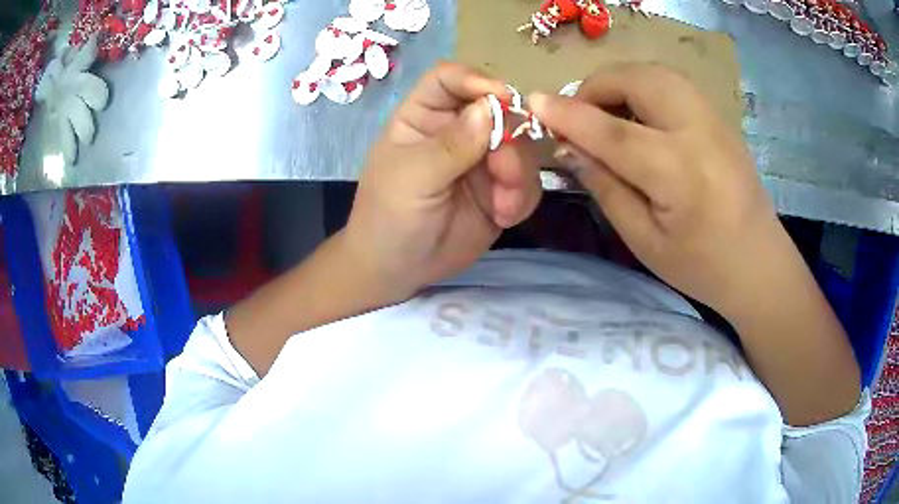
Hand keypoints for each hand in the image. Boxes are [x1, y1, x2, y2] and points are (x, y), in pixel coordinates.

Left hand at [344, 62, 541, 302]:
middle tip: (504, 172)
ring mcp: (482, 160)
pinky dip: (522, 198)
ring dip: (518, 175)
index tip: (501, 97)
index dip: (475, 80)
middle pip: (498, 111)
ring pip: (521, 147)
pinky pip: (527, 182)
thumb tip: (492, 107)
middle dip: (509, 140)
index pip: (449, 79)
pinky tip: (504, 217)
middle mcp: (457, 131)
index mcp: (424, 117)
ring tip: (503, 206)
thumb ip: (452, 144)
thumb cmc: (389, 216)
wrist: (398, 270)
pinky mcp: (500, 191)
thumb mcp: (412, 177)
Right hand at [528, 64, 783, 317]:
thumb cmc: (702, 266)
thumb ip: (606, 187)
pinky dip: (645, 87)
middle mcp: (699, 132)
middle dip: (597, 86)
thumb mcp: (645, 241)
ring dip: (621, 82)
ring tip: (607, 113)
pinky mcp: (720, 118)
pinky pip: (673, 84)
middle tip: (580, 116)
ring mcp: (715, 119)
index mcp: (679, 173)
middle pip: (638, 80)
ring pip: (657, 73)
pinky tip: (640, 116)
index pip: (613, 131)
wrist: (760, 264)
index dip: (569, 114)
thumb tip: (568, 150)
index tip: (534, 103)